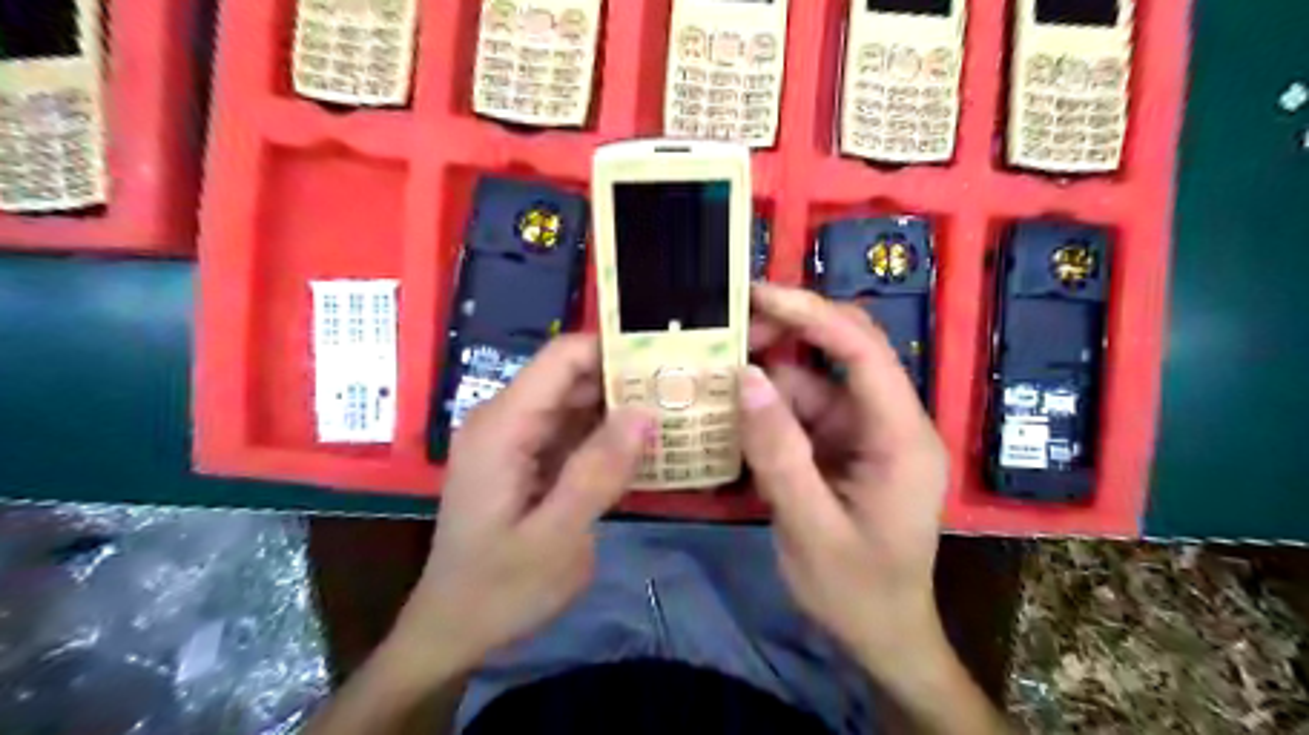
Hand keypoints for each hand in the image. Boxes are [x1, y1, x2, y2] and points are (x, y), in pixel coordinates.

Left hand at [391, 335, 650, 668]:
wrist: (453, 631)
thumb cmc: (499, 590)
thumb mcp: (556, 538)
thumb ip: (598, 472)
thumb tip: (643, 412)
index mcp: (503, 426)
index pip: (562, 357)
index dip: (613, 349)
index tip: (667, 359)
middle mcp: (505, 420)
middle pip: (571, 376)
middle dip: (626, 379)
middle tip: (684, 390)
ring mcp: (515, 439)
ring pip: (576, 402)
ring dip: (621, 407)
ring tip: (676, 411)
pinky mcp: (525, 459)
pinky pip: (572, 431)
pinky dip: (607, 435)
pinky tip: (645, 446)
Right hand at [747, 284, 953, 681]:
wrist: (883, 637)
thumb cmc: (856, 592)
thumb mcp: (809, 528)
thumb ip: (777, 452)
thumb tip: (744, 378)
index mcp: (900, 438)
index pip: (864, 351)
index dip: (812, 314)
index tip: (757, 295)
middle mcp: (889, 422)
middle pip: (846, 350)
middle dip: (790, 332)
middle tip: (729, 330)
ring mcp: (866, 433)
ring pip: (816, 380)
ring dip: (770, 375)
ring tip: (715, 372)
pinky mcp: (844, 447)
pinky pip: (805, 411)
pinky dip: (770, 407)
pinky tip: (733, 412)